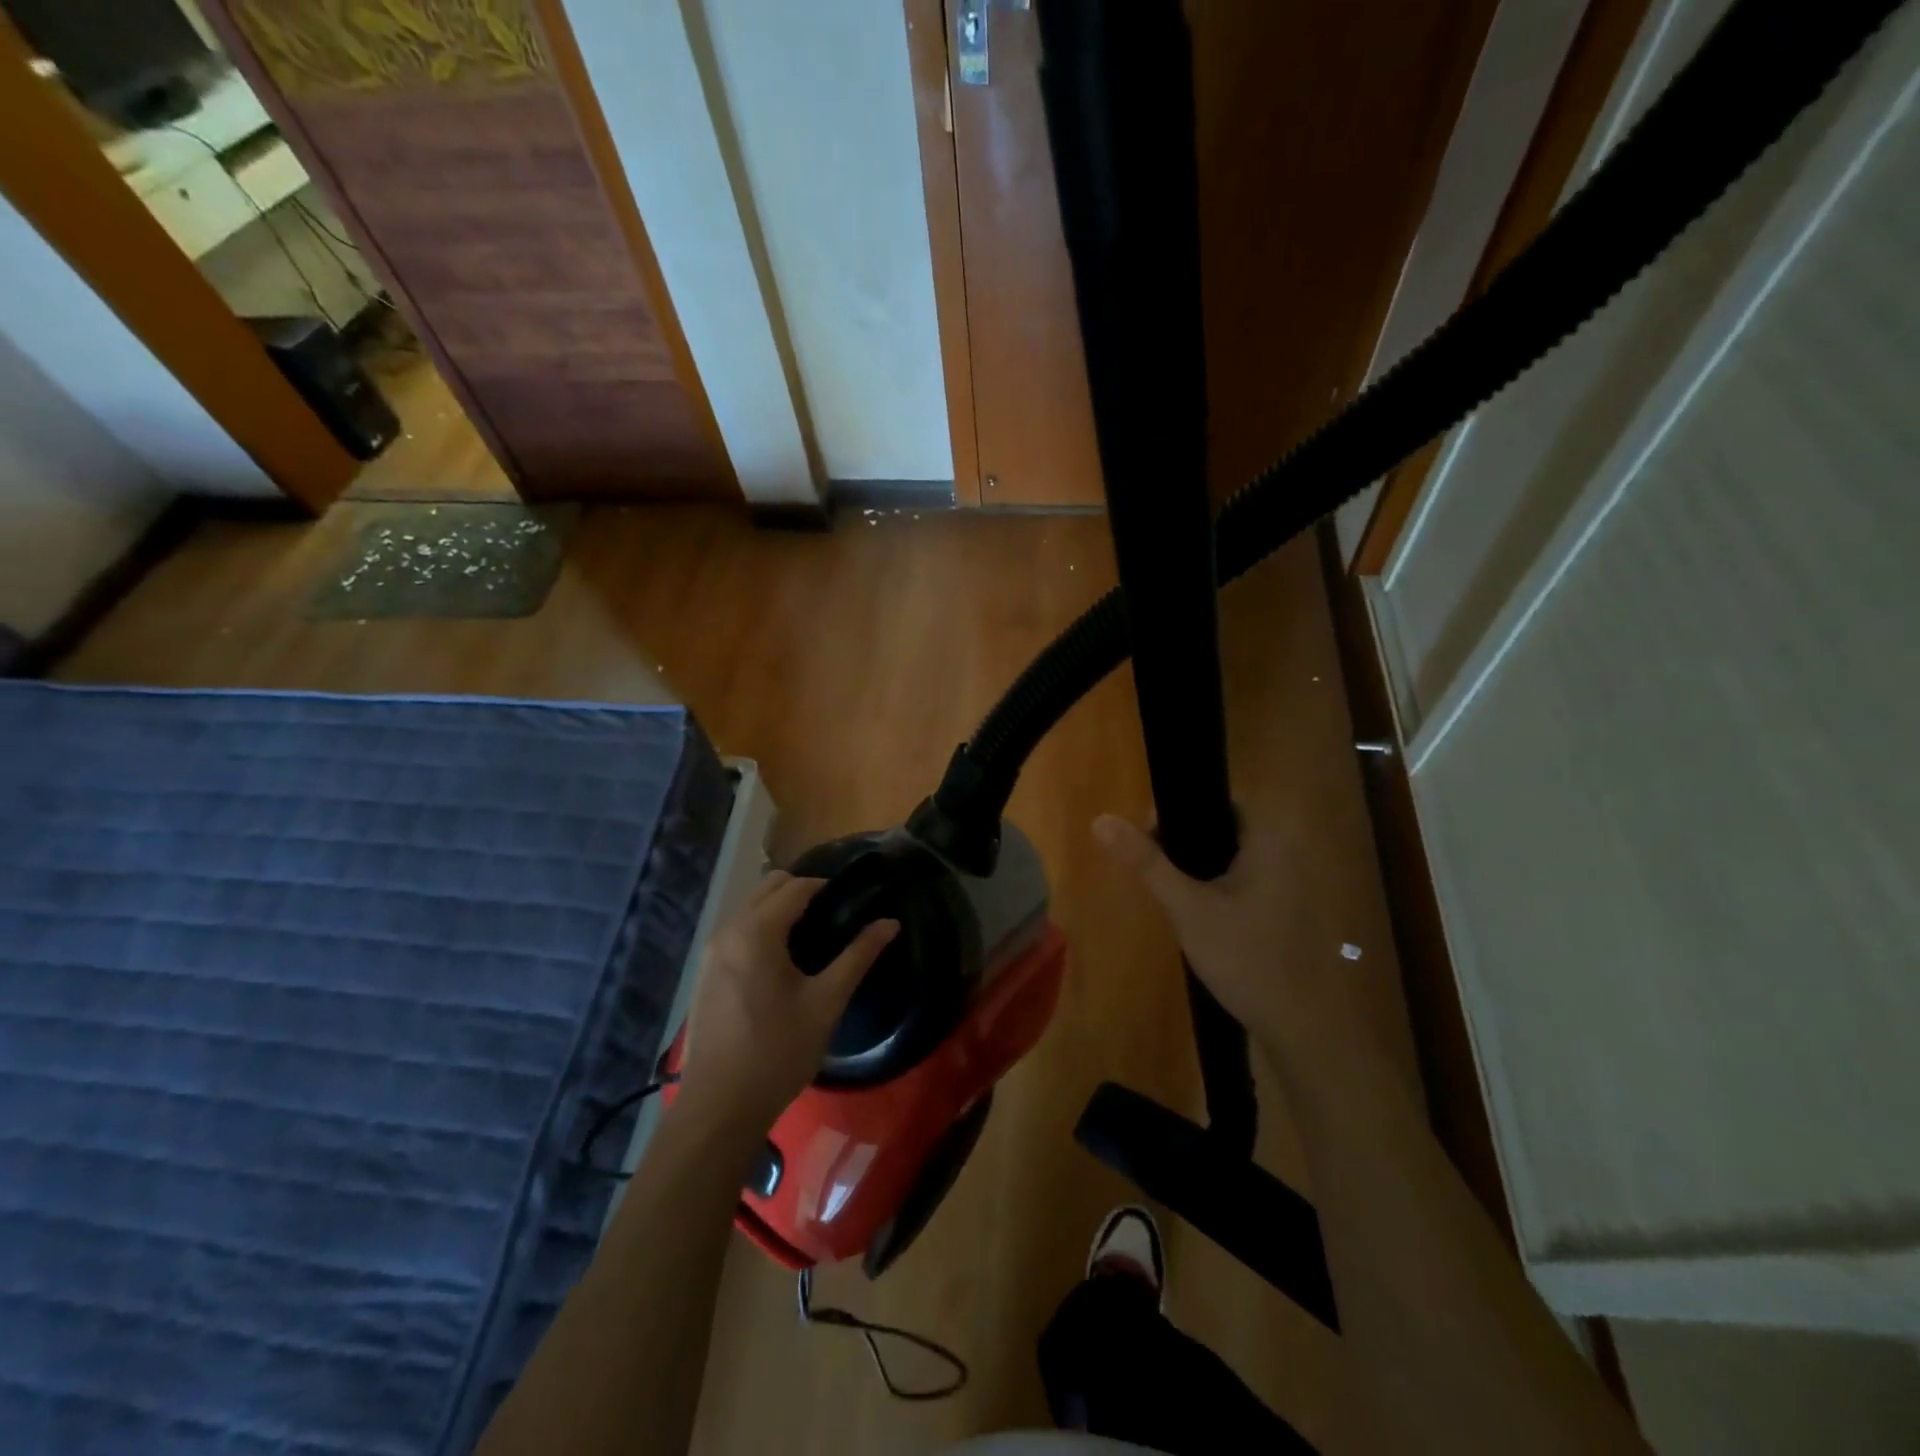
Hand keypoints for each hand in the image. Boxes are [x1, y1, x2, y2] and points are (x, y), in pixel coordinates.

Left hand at [677, 872, 897, 1133]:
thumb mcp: (826, 1002)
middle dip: (801, 891)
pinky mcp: (705, 971)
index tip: (853, 898)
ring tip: (812, 935)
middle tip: (834, 914)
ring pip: (750, 907)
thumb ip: (858, 956)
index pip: (796, 887)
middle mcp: (728, 930)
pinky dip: (761, 927)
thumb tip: (890, 923)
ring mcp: (711, 951)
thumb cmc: (778, 1051)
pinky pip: (737, 930)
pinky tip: (781, 960)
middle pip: (768, 887)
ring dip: (779, 908)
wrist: (720, 1107)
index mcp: (757, 931)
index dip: (826, 886)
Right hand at [1093, 813, 1354, 1066]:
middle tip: (1150, 867)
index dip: (1177, 811)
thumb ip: (1146, 863)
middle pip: (1221, 829)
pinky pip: (1243, 884)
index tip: (1145, 836)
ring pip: (1230, 859)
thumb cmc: (1247, 958)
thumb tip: (1101, 820)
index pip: (1218, 800)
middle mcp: (1285, 855)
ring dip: (1197, 868)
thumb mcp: (1187, 908)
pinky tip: (1195, 916)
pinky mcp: (1284, 914)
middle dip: (1182, 843)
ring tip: (1166, 891)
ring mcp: (1288, 887)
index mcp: (1268, 841)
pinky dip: (1215, 889)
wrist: (1303, 1029)